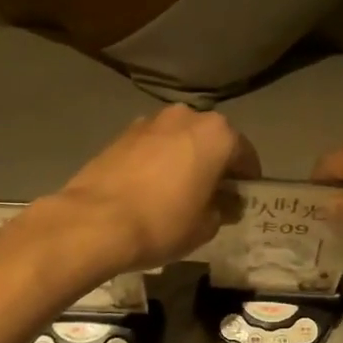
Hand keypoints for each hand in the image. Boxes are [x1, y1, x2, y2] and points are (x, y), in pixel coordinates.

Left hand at [39, 105, 260, 275]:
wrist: (95, 222)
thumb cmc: (163, 222)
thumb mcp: (206, 226)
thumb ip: (223, 209)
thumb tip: (226, 204)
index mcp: (217, 134)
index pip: (245, 155)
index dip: (248, 180)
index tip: (244, 200)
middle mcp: (187, 117)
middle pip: (212, 141)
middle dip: (216, 165)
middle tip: (213, 195)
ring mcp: (150, 121)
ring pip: (180, 140)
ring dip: (186, 159)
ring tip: (180, 192)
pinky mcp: (122, 134)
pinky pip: (153, 146)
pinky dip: (159, 161)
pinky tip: (153, 189)